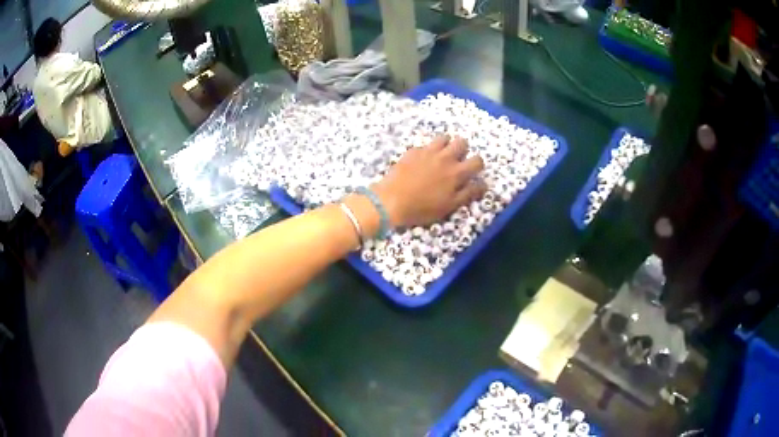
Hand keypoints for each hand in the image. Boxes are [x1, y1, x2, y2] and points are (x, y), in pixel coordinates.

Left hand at [372, 136, 485, 227]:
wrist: (391, 200)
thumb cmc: (423, 208)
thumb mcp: (449, 206)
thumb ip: (468, 193)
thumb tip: (484, 184)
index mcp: (457, 172)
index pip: (477, 160)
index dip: (477, 165)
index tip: (472, 171)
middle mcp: (445, 157)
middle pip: (462, 142)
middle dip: (462, 150)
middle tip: (456, 160)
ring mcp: (428, 151)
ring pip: (444, 138)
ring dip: (446, 145)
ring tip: (440, 156)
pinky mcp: (413, 151)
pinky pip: (425, 145)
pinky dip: (427, 150)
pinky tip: (421, 161)